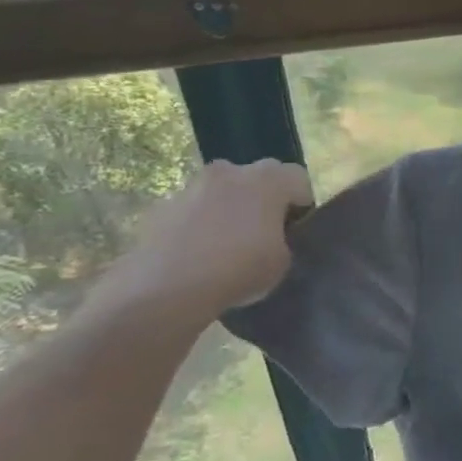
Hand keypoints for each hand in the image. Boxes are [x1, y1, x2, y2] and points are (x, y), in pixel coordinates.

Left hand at [98, 159, 314, 325]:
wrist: (165, 289)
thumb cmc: (239, 269)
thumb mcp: (283, 261)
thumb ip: (283, 239)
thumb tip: (271, 238)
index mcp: (268, 179)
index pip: (298, 179)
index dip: (300, 205)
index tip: (294, 231)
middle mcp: (230, 171)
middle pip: (257, 178)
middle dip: (263, 200)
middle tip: (263, 234)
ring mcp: (191, 186)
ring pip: (221, 192)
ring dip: (228, 210)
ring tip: (226, 247)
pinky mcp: (161, 207)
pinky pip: (192, 210)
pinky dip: (198, 225)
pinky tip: (197, 256)